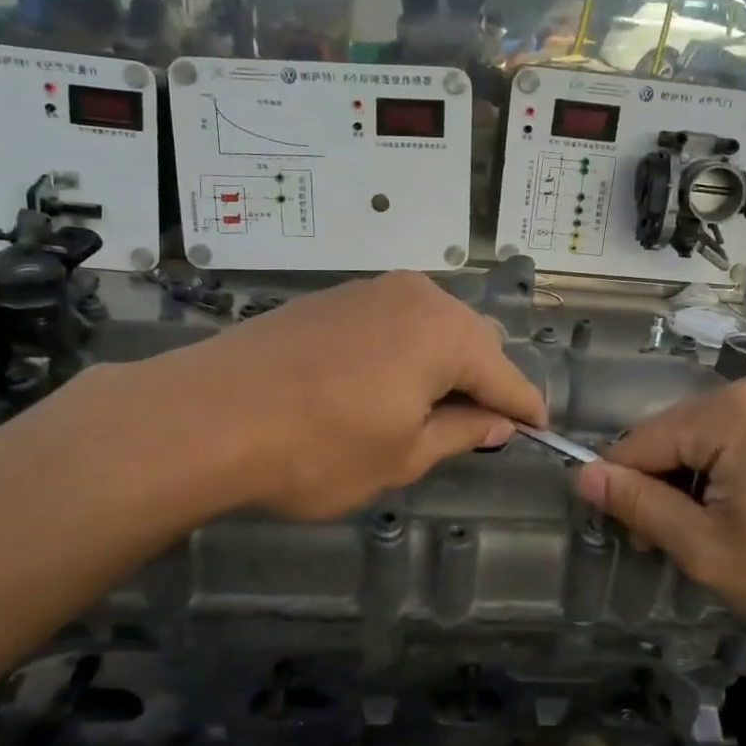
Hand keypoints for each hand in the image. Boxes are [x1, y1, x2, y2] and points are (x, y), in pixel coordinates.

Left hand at [133, 271, 545, 520]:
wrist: (207, 415)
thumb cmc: (319, 447)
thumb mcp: (403, 455)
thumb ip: (462, 432)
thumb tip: (496, 422)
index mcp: (447, 333)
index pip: (506, 375)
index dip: (524, 408)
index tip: (537, 430)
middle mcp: (418, 297)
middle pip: (472, 342)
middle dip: (481, 383)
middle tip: (470, 429)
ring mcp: (371, 291)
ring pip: (431, 327)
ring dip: (440, 366)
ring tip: (420, 412)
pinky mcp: (333, 297)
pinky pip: (392, 322)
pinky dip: (403, 353)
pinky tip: (378, 387)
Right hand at [575, 376, 745, 649]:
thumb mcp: (711, 551)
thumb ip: (642, 507)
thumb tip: (581, 474)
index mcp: (727, 412)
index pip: (638, 443)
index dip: (620, 491)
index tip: (628, 540)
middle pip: (669, 439)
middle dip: (660, 491)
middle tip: (671, 551)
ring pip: (699, 444)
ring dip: (690, 490)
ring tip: (709, 543)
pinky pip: (733, 445)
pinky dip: (721, 481)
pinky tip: (741, 522)